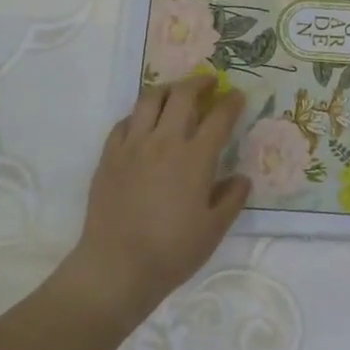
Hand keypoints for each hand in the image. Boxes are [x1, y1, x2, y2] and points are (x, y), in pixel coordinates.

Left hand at [63, 77, 251, 325]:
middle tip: (209, 83)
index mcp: (195, 158)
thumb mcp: (214, 229)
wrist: (117, 266)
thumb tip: (241, 178)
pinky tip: (143, 122)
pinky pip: (124, 122)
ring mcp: (132, 145)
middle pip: (182, 96)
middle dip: (199, 83)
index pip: (218, 117)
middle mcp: (164, 141)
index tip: (237, 96)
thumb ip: (231, 198)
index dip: (231, 102)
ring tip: (176, 92)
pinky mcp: (109, 155)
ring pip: (149, 100)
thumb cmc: (172, 251)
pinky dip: (139, 115)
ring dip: (168, 90)